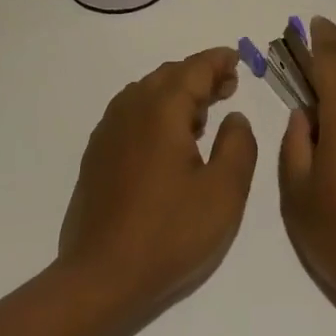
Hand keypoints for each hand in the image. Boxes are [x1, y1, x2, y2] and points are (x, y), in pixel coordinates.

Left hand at [58, 48, 258, 324]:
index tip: (237, 60)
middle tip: (228, 87)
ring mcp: (109, 131)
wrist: (101, 275)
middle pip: (168, 75)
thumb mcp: (224, 192)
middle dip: (199, 75)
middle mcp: (131, 109)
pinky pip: (131, 113)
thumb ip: (238, 145)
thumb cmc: (170, 233)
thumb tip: (234, 117)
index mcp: (162, 109)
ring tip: (202, 114)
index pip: (194, 69)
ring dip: (176, 93)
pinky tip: (168, 140)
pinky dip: (155, 111)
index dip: (218, 61)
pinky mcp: (97, 154)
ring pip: (147, 92)